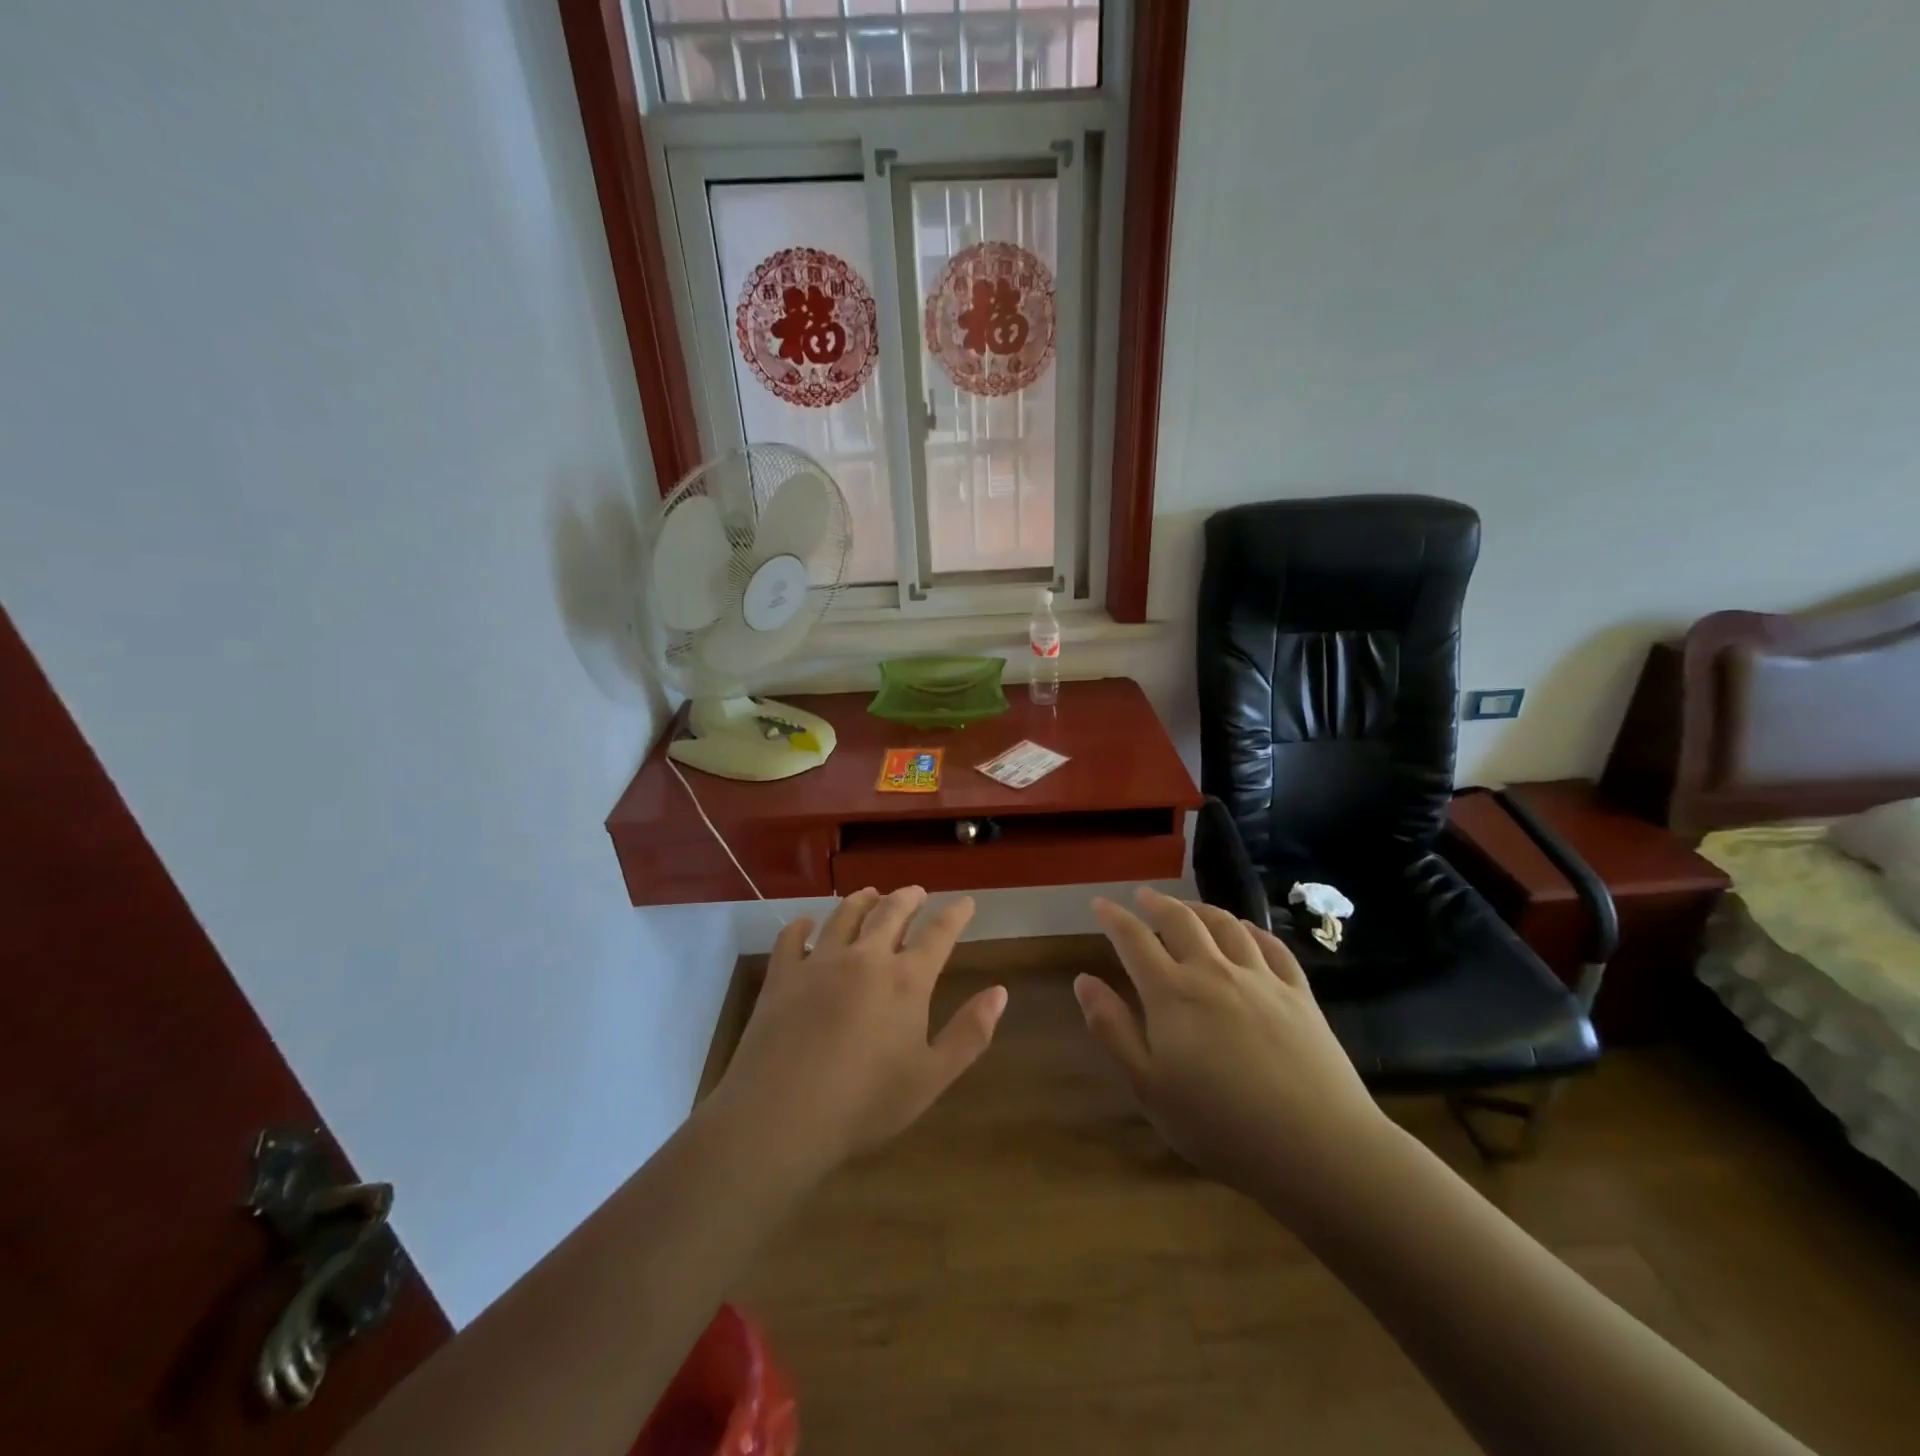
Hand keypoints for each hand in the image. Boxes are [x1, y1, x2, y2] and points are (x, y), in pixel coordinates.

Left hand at [708, 886, 1006, 1180]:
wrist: (782, 1116)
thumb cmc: (866, 1103)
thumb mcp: (932, 1077)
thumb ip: (970, 1033)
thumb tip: (1000, 991)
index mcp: (906, 980)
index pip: (938, 934)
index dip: (955, 914)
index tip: (965, 902)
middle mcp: (865, 957)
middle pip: (890, 912)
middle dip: (908, 897)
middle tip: (916, 891)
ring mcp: (819, 962)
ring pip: (844, 915)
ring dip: (862, 900)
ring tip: (870, 894)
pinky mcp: (782, 975)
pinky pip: (792, 937)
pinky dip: (802, 925)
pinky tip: (806, 923)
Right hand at [1077, 886, 1390, 1212]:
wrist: (1318, 1148)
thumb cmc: (1220, 1126)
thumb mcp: (1149, 1087)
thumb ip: (1113, 1030)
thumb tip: (1084, 980)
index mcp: (1172, 994)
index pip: (1134, 940)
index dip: (1114, 918)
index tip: (1100, 903)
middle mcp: (1213, 972)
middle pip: (1180, 921)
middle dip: (1156, 903)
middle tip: (1142, 896)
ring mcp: (1260, 979)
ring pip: (1226, 925)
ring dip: (1201, 909)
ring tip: (1188, 907)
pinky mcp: (1299, 994)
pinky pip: (1272, 947)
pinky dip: (1252, 931)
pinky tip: (1246, 931)